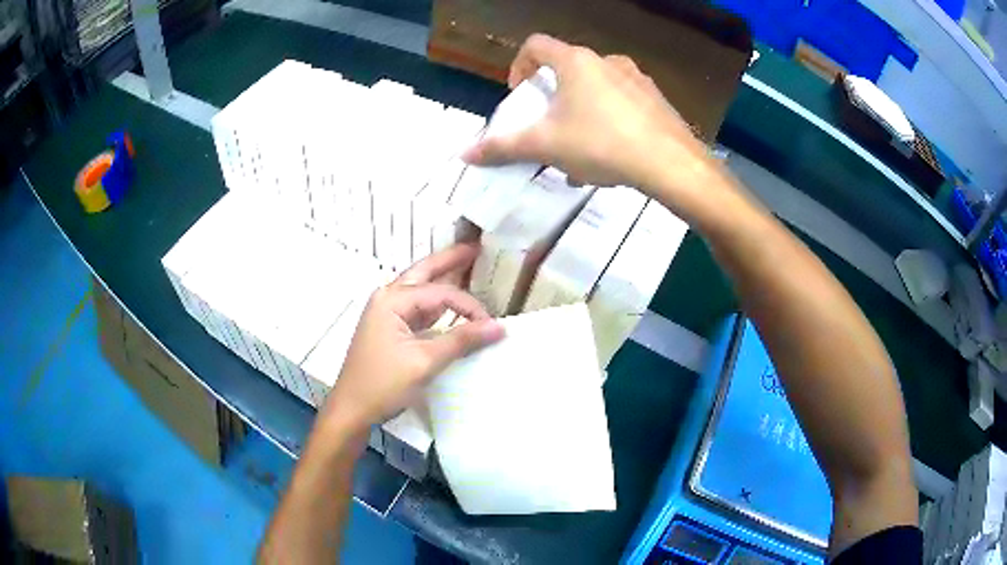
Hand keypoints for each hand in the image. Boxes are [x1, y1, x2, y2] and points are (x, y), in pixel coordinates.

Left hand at [321, 244, 504, 431]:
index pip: (440, 293)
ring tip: (467, 266)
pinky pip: (418, 311)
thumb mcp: (424, 362)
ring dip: (443, 281)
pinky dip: (437, 307)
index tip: (491, 326)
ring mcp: (386, 314)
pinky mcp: (390, 330)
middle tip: (475, 247)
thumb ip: (462, 340)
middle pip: (423, 273)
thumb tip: (498, 327)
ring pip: (420, 290)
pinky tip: (451, 307)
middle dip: (449, 260)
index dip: (469, 306)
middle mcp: (387, 299)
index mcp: (391, 300)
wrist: (352, 410)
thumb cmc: (383, 384)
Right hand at [463, 34, 719, 208]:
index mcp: (576, 61)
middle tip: (547, 124)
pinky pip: (623, 102)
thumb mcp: (546, 145)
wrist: (671, 163)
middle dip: (551, 95)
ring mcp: (637, 79)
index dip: (519, 66)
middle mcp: (607, 61)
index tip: (519, 95)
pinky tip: (609, 153)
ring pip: (597, 86)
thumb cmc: (601, 143)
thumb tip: (464, 154)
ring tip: (578, 145)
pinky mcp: (656, 99)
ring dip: (580, 109)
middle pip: (567, 67)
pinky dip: (608, 119)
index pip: (535, 45)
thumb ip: (503, 147)